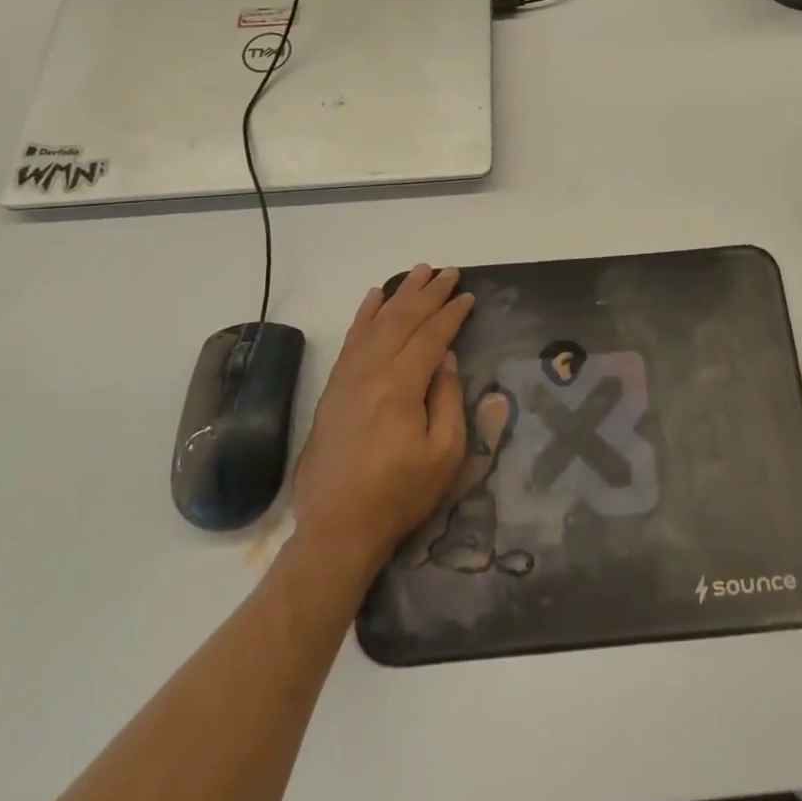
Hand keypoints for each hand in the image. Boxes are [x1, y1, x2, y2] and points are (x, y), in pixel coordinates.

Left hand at [287, 266, 473, 581]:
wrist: (337, 528)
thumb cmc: (399, 494)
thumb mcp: (444, 454)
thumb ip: (448, 399)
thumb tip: (447, 359)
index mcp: (401, 387)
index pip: (430, 336)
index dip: (451, 313)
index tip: (469, 295)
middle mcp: (371, 373)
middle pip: (402, 321)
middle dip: (428, 293)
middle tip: (448, 272)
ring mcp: (347, 378)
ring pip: (376, 323)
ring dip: (399, 295)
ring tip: (418, 273)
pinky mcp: (333, 389)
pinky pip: (351, 340)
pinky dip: (364, 315)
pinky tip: (374, 298)